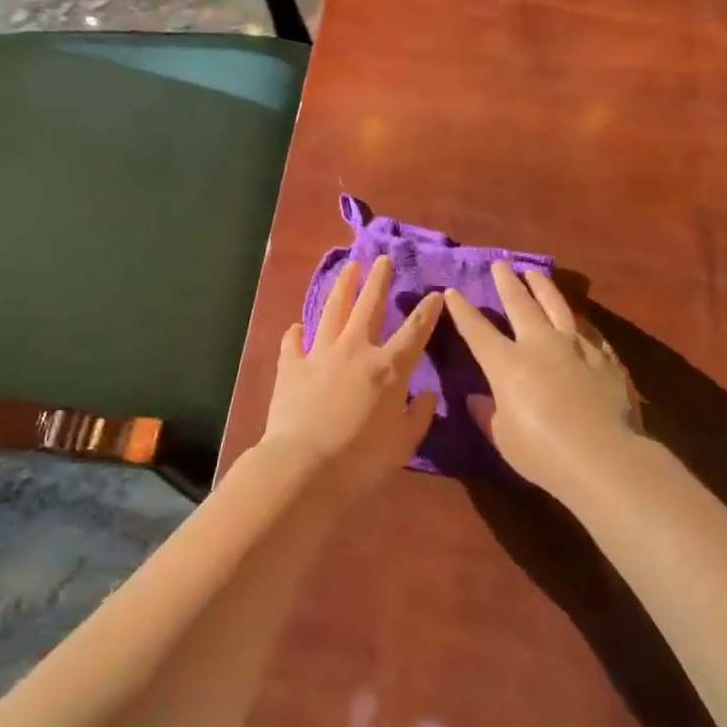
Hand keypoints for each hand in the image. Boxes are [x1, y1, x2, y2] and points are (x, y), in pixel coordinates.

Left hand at [260, 255, 442, 499]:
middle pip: (369, 305)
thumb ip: (419, 415)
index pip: (414, 331)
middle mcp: (355, 350)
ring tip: (349, 268)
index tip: (435, 294)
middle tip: (383, 259)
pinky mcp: (291, 366)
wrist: (304, 467)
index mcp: (388, 368)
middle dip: (379, 280)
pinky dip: (296, 332)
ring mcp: (320, 354)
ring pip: (332, 310)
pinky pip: (293, 342)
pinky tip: (297, 326)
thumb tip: (427, 394)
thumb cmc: (361, 459)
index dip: (427, 312)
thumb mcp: (404, 443)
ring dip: (342, 287)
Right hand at [445, 262, 639, 496]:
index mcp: (507, 364)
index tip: (452, 292)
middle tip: (500, 265)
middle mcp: (540, 344)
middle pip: (520, 304)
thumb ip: (488, 414)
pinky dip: (578, 321)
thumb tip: (476, 398)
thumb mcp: (504, 438)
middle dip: (507, 283)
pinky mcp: (606, 357)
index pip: (478, 330)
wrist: (603, 457)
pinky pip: (589, 330)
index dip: (463, 311)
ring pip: (556, 306)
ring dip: (543, 287)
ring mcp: (576, 346)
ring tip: (535, 273)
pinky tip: (579, 318)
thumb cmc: (543, 454)